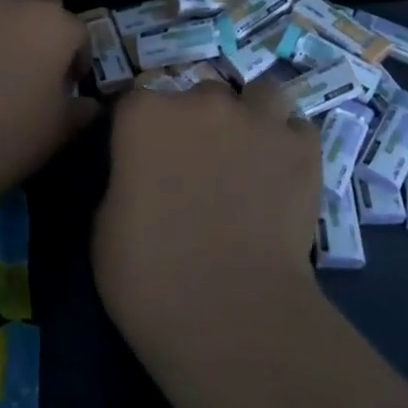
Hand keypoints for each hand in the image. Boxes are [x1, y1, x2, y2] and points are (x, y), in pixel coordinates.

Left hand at [0, 0, 95, 202]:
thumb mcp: (58, 131)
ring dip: (10, 25)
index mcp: (53, 24)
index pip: (79, 31)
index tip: (70, 85)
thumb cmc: (7, 138)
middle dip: (48, 19)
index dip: (79, 58)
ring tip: (0, 68)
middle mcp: (14, 4)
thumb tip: (87, 104)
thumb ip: (80, 110)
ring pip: (2, 3)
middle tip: (40, 59)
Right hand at [94, 79, 322, 361]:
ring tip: (251, 154)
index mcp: (144, 113)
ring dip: (252, 117)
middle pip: (199, 94)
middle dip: (199, 121)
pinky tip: (284, 174)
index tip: (143, 155)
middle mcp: (201, 100)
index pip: (137, 98)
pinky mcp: (302, 148)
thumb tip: (141, 175)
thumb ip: (124, 178)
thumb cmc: (148, 274)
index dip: (141, 126)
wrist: (229, 312)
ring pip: (259, 95)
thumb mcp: (105, 223)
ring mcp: (256, 119)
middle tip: (200, 166)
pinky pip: (297, 129)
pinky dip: (289, 145)